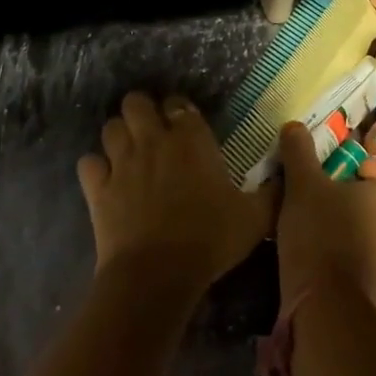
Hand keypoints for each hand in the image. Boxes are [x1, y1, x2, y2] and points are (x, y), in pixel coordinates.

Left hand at [77, 91, 276, 288]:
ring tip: (128, 152)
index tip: (185, 126)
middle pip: (135, 102)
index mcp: (191, 139)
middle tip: (152, 132)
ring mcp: (121, 162)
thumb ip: (273, 193)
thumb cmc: (210, 239)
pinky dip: (95, 167)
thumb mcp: (255, 218)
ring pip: (110, 127)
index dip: (179, 111)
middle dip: (141, 111)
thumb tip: (286, 176)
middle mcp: (153, 140)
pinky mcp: (98, 188)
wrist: (157, 274)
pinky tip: (105, 180)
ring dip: (118, 135)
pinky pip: (88, 163)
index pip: (179, 104)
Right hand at [273, 123, 375, 312]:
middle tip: (322, 198)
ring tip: (318, 227)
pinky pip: (372, 261)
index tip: (332, 175)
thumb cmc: (322, 234)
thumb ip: (299, 152)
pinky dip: (353, 255)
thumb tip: (294, 125)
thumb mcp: (303, 185)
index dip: (359, 169)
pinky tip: (323, 257)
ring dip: (354, 227)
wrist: (328, 309)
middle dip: (355, 199)